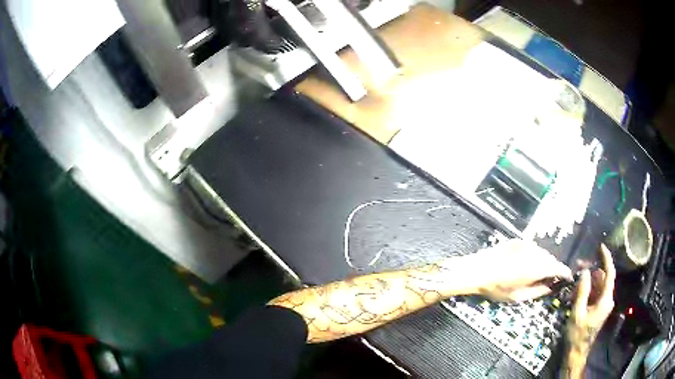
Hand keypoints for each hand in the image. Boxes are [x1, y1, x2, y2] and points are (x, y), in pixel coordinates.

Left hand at [459, 239, 572, 301]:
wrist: (476, 270)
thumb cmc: (496, 288)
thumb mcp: (518, 297)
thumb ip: (538, 292)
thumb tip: (550, 288)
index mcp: (538, 267)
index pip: (558, 267)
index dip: (565, 273)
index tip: (568, 278)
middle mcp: (535, 252)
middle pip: (551, 260)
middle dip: (553, 269)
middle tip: (550, 281)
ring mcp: (526, 244)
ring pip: (542, 253)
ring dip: (543, 263)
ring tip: (537, 276)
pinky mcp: (517, 241)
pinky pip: (532, 249)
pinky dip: (534, 257)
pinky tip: (525, 266)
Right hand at [566, 244, 615, 358]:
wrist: (576, 353)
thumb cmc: (577, 334)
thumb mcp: (577, 313)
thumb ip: (582, 291)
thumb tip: (585, 272)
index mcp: (605, 300)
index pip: (609, 273)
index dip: (606, 258)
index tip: (600, 247)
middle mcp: (607, 300)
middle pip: (602, 278)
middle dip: (591, 271)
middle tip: (578, 266)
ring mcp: (603, 305)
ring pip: (597, 285)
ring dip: (586, 282)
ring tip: (573, 284)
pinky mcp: (598, 309)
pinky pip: (594, 294)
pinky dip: (586, 291)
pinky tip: (575, 294)